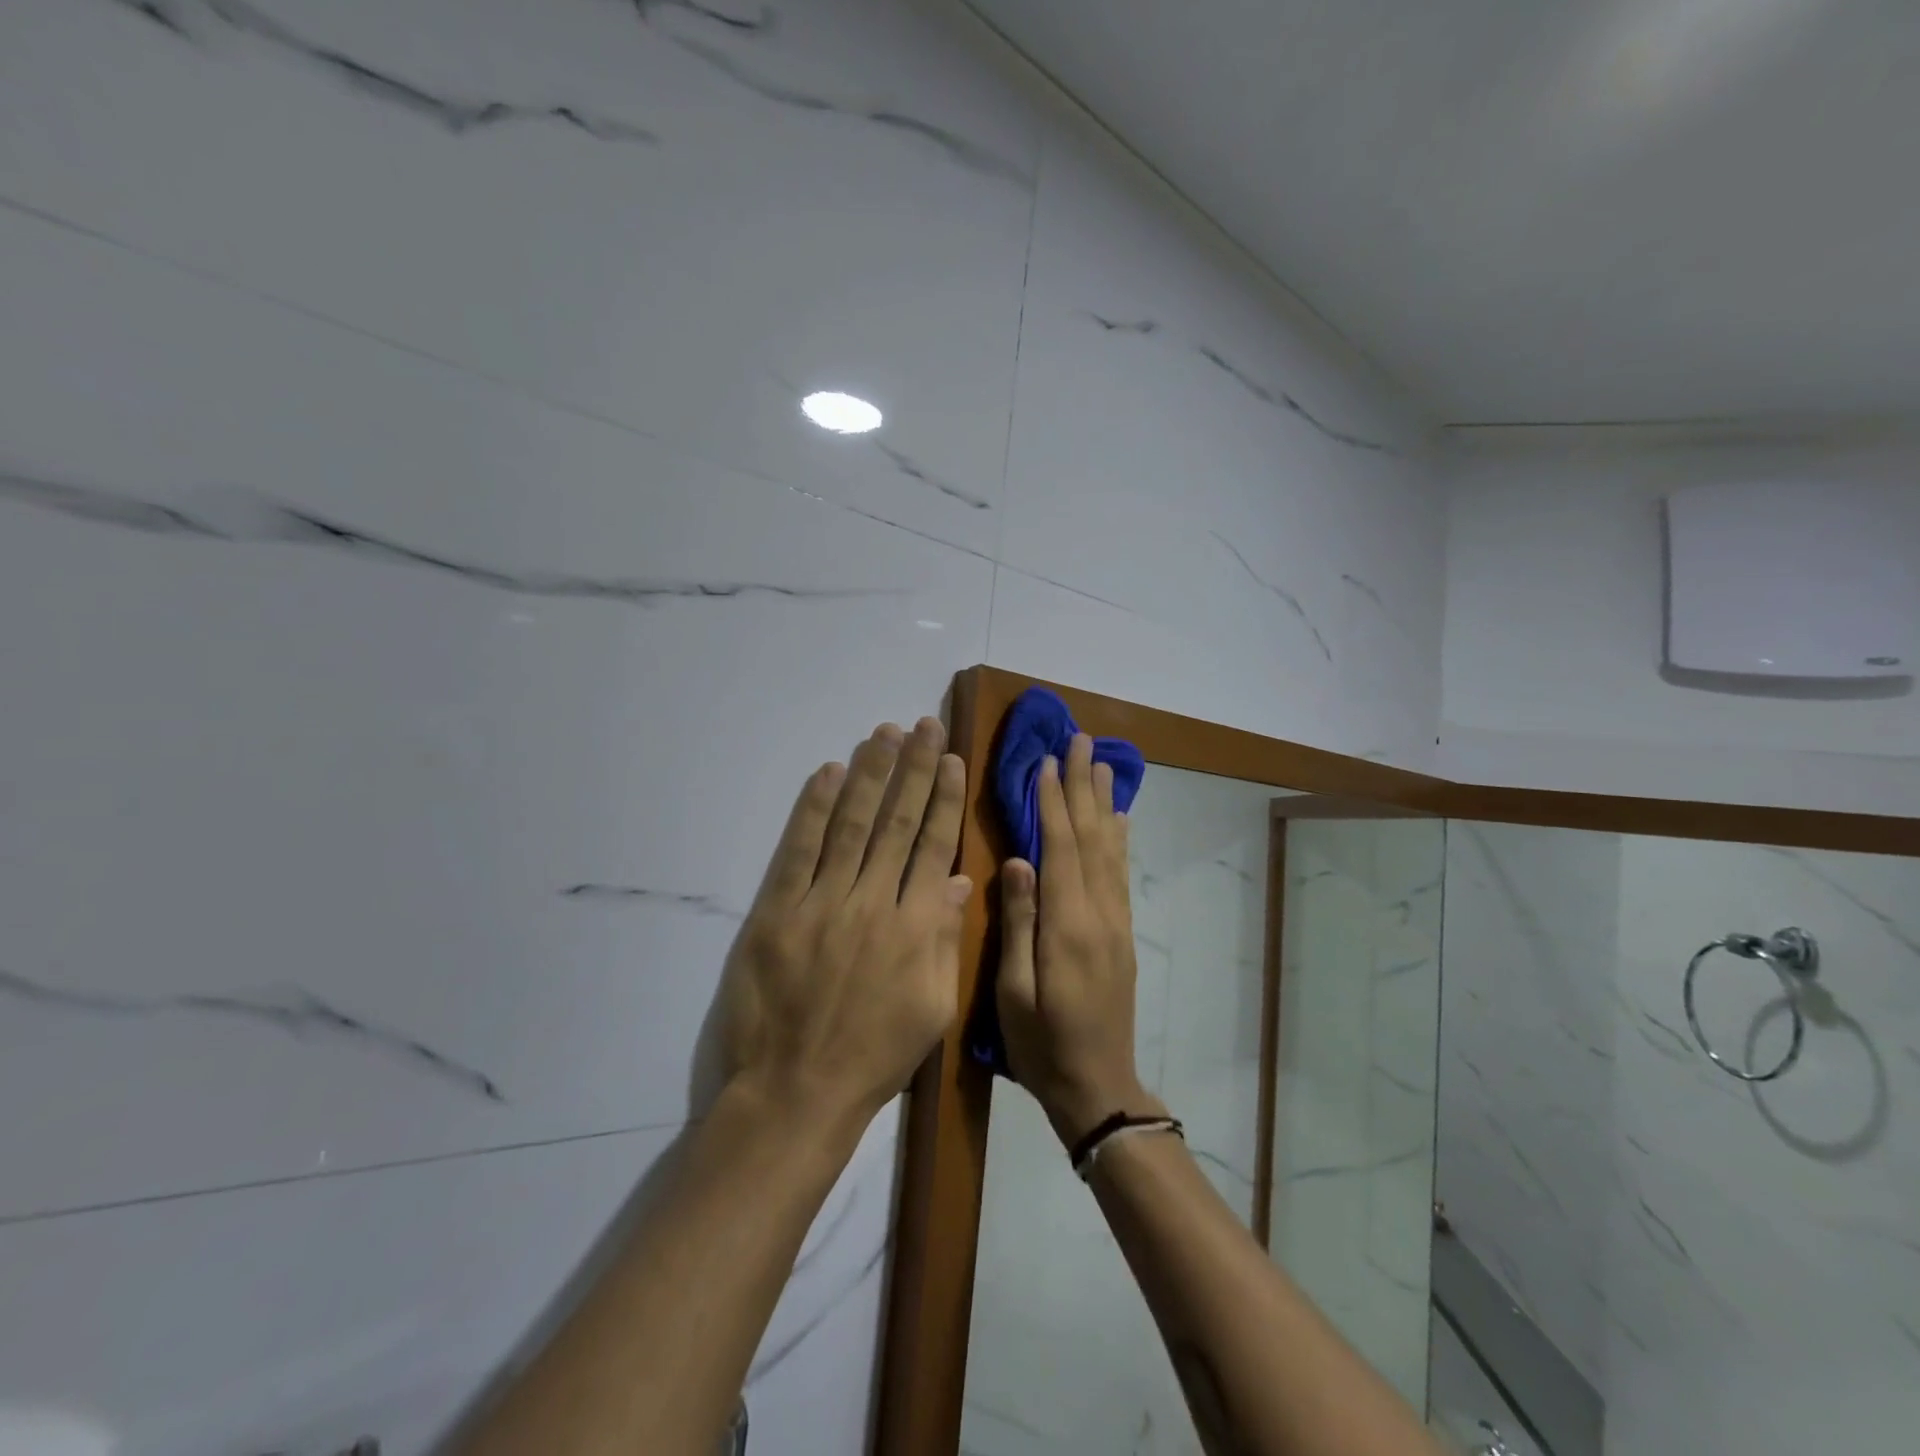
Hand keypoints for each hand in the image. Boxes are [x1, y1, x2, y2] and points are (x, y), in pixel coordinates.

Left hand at [716, 718, 972, 1132]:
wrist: (797, 1091)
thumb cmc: (874, 1056)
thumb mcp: (932, 1008)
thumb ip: (945, 940)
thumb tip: (957, 880)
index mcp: (916, 927)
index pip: (933, 845)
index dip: (942, 798)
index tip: (950, 758)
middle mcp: (873, 902)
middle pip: (896, 822)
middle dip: (912, 768)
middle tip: (922, 724)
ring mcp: (822, 903)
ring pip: (851, 824)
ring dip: (868, 774)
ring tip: (882, 733)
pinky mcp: (778, 911)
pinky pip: (799, 850)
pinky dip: (813, 809)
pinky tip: (827, 773)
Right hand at [996, 732, 1161, 1145]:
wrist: (1098, 1087)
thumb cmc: (1041, 1045)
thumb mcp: (1014, 992)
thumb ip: (1020, 922)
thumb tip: (1018, 861)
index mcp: (1067, 926)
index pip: (1060, 848)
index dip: (1053, 802)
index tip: (1047, 761)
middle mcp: (1099, 913)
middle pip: (1091, 837)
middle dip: (1084, 786)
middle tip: (1081, 741)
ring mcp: (1116, 923)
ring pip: (1110, 849)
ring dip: (1104, 803)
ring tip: (1103, 763)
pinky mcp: (1122, 934)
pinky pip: (1121, 874)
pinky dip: (1119, 838)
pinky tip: (1117, 820)